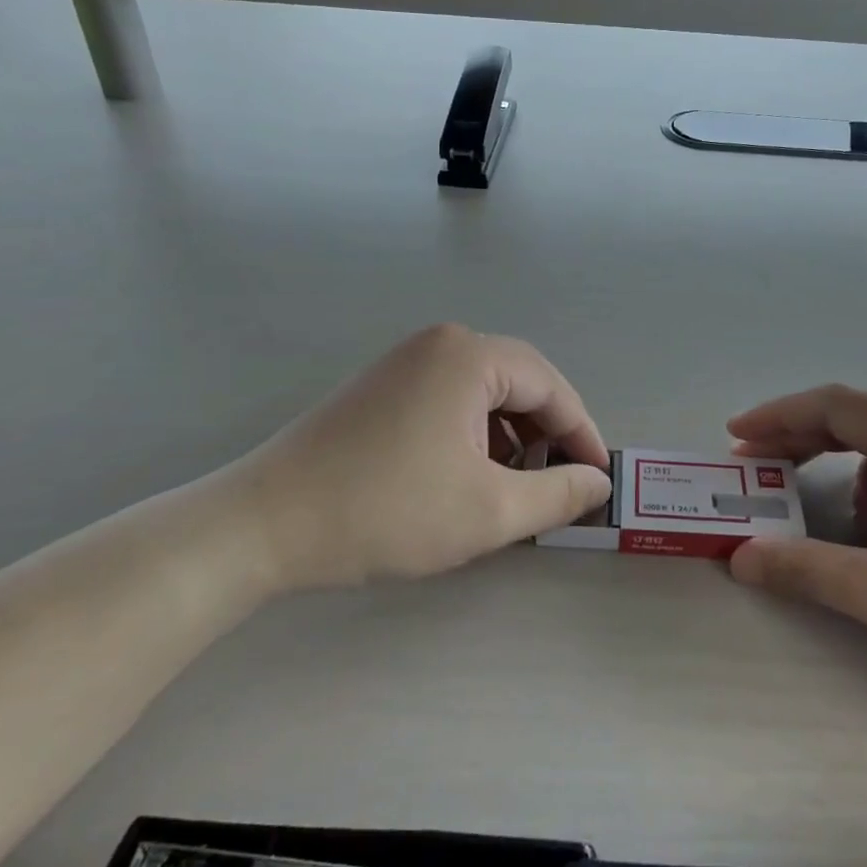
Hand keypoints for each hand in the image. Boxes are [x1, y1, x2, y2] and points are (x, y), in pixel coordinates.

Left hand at [225, 325, 612, 588]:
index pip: (551, 386)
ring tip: (517, 487)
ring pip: (485, 394)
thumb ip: (557, 493)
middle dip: (546, 434)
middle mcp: (441, 343)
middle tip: (562, 484)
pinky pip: (451, 401)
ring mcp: (407, 361)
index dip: (582, 433)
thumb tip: (598, 481)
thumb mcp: (489, 511)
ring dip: (511, 437)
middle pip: (519, 384)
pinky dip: (475, 435)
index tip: (600, 477)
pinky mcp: (384, 386)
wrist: (267, 523)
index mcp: (469, 356)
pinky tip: (471, 476)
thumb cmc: (387, 511)